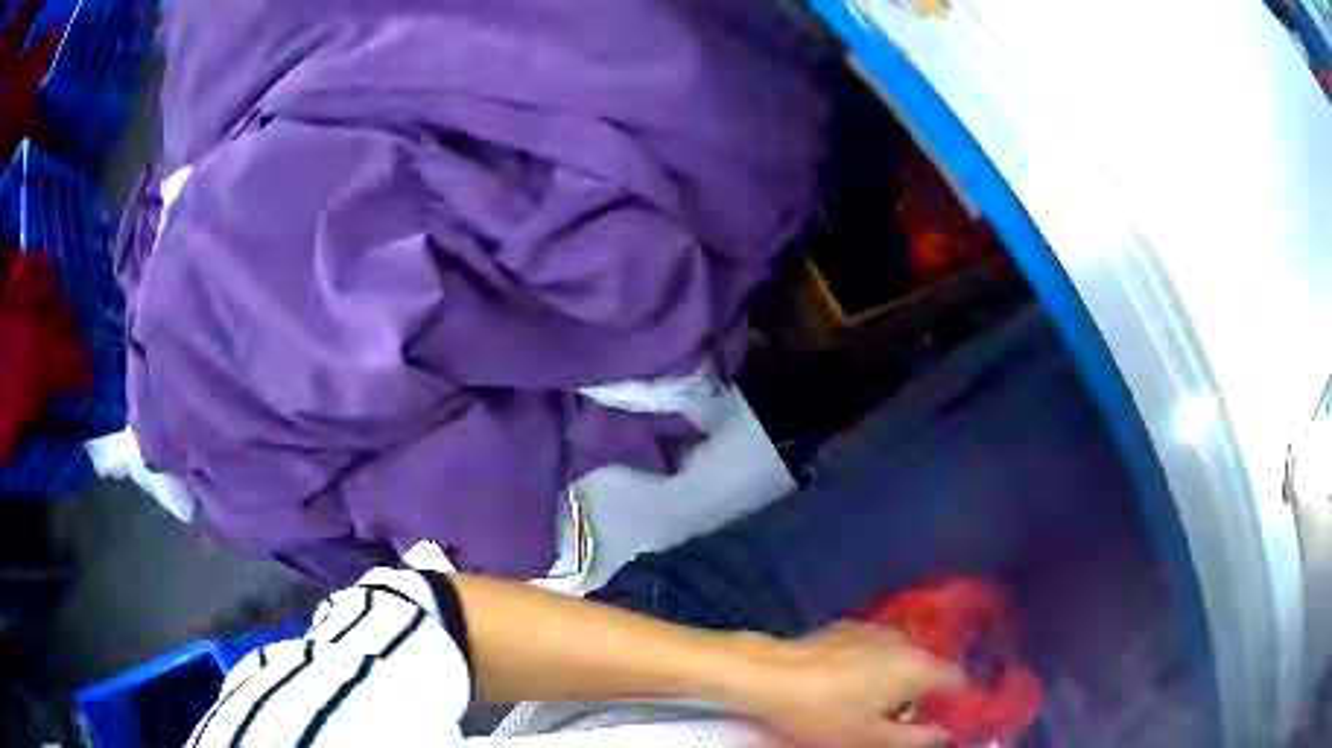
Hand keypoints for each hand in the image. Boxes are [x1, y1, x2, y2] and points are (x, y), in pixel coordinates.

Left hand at [732, 623, 963, 747]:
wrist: (767, 676)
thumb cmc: (825, 714)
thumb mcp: (873, 739)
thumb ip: (918, 739)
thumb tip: (945, 734)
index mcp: (917, 666)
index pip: (957, 681)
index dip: (955, 703)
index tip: (941, 722)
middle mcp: (903, 641)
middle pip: (927, 671)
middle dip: (919, 698)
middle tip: (895, 723)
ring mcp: (873, 631)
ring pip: (900, 661)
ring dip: (894, 683)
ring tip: (866, 708)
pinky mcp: (845, 629)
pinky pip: (874, 652)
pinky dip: (871, 669)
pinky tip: (844, 687)